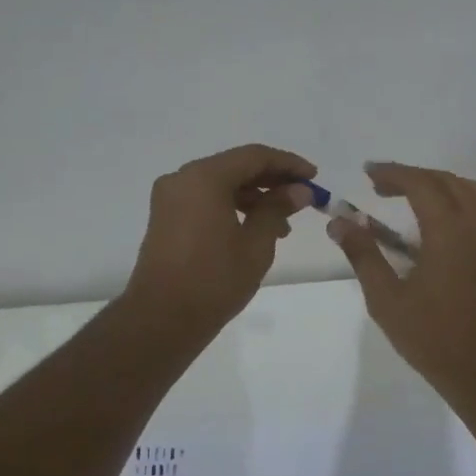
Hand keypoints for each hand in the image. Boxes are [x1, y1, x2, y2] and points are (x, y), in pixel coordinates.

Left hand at [124, 144, 316, 335]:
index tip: (314, 178)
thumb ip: (277, 209)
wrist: (161, 319)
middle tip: (303, 197)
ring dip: (254, 196)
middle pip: (235, 167)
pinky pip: (205, 200)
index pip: (254, 156)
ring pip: (220, 184)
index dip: (288, 164)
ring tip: (284, 222)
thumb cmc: (214, 280)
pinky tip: (254, 228)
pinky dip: (231, 206)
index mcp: (204, 178)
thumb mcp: (255, 244)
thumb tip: (299, 191)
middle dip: (272, 180)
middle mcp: (182, 179)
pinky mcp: (166, 218)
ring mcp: (170, 198)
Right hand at [328, 162, 475, 395]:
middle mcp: (475, 224)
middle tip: (381, 185)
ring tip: (409, 195)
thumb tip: (339, 222)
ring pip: (469, 190)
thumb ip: (363, 254)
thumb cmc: (431, 335)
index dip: (392, 173)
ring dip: (438, 184)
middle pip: (445, 180)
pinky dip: (458, 199)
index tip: (368, 173)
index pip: (420, 183)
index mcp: (447, 230)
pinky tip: (439, 218)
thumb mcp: (386, 298)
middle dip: (413, 176)